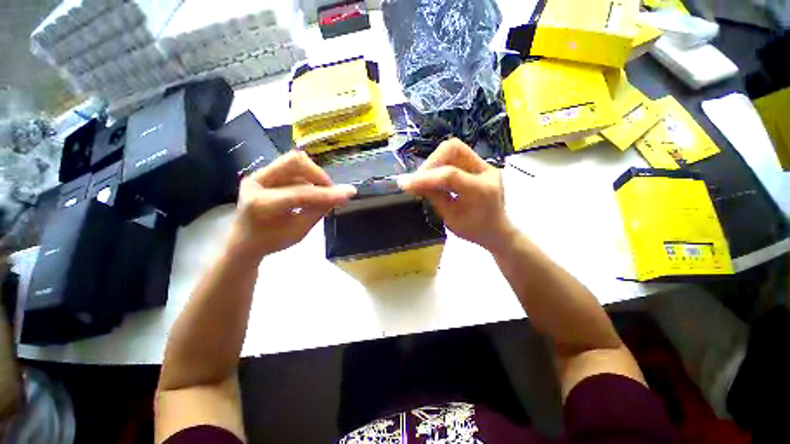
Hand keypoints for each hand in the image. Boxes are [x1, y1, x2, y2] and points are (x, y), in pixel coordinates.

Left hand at [227, 150, 355, 262]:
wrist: (244, 241)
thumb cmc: (272, 241)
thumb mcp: (300, 231)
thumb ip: (320, 210)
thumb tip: (343, 195)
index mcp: (260, 204)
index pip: (300, 194)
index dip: (326, 194)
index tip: (348, 194)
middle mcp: (255, 182)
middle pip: (294, 162)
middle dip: (319, 175)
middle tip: (331, 191)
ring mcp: (258, 175)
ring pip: (294, 162)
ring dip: (314, 176)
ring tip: (321, 193)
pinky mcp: (264, 173)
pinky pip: (292, 168)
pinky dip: (307, 178)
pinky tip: (311, 192)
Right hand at [399, 138, 514, 250]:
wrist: (497, 230)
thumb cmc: (474, 231)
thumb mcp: (450, 219)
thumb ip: (434, 197)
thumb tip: (412, 183)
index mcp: (482, 191)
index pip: (450, 175)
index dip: (424, 177)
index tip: (404, 183)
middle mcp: (487, 171)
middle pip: (453, 149)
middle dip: (430, 162)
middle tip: (418, 179)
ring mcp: (485, 165)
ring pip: (453, 148)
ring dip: (434, 161)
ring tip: (424, 179)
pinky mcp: (480, 164)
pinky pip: (456, 155)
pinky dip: (440, 163)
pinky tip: (434, 176)